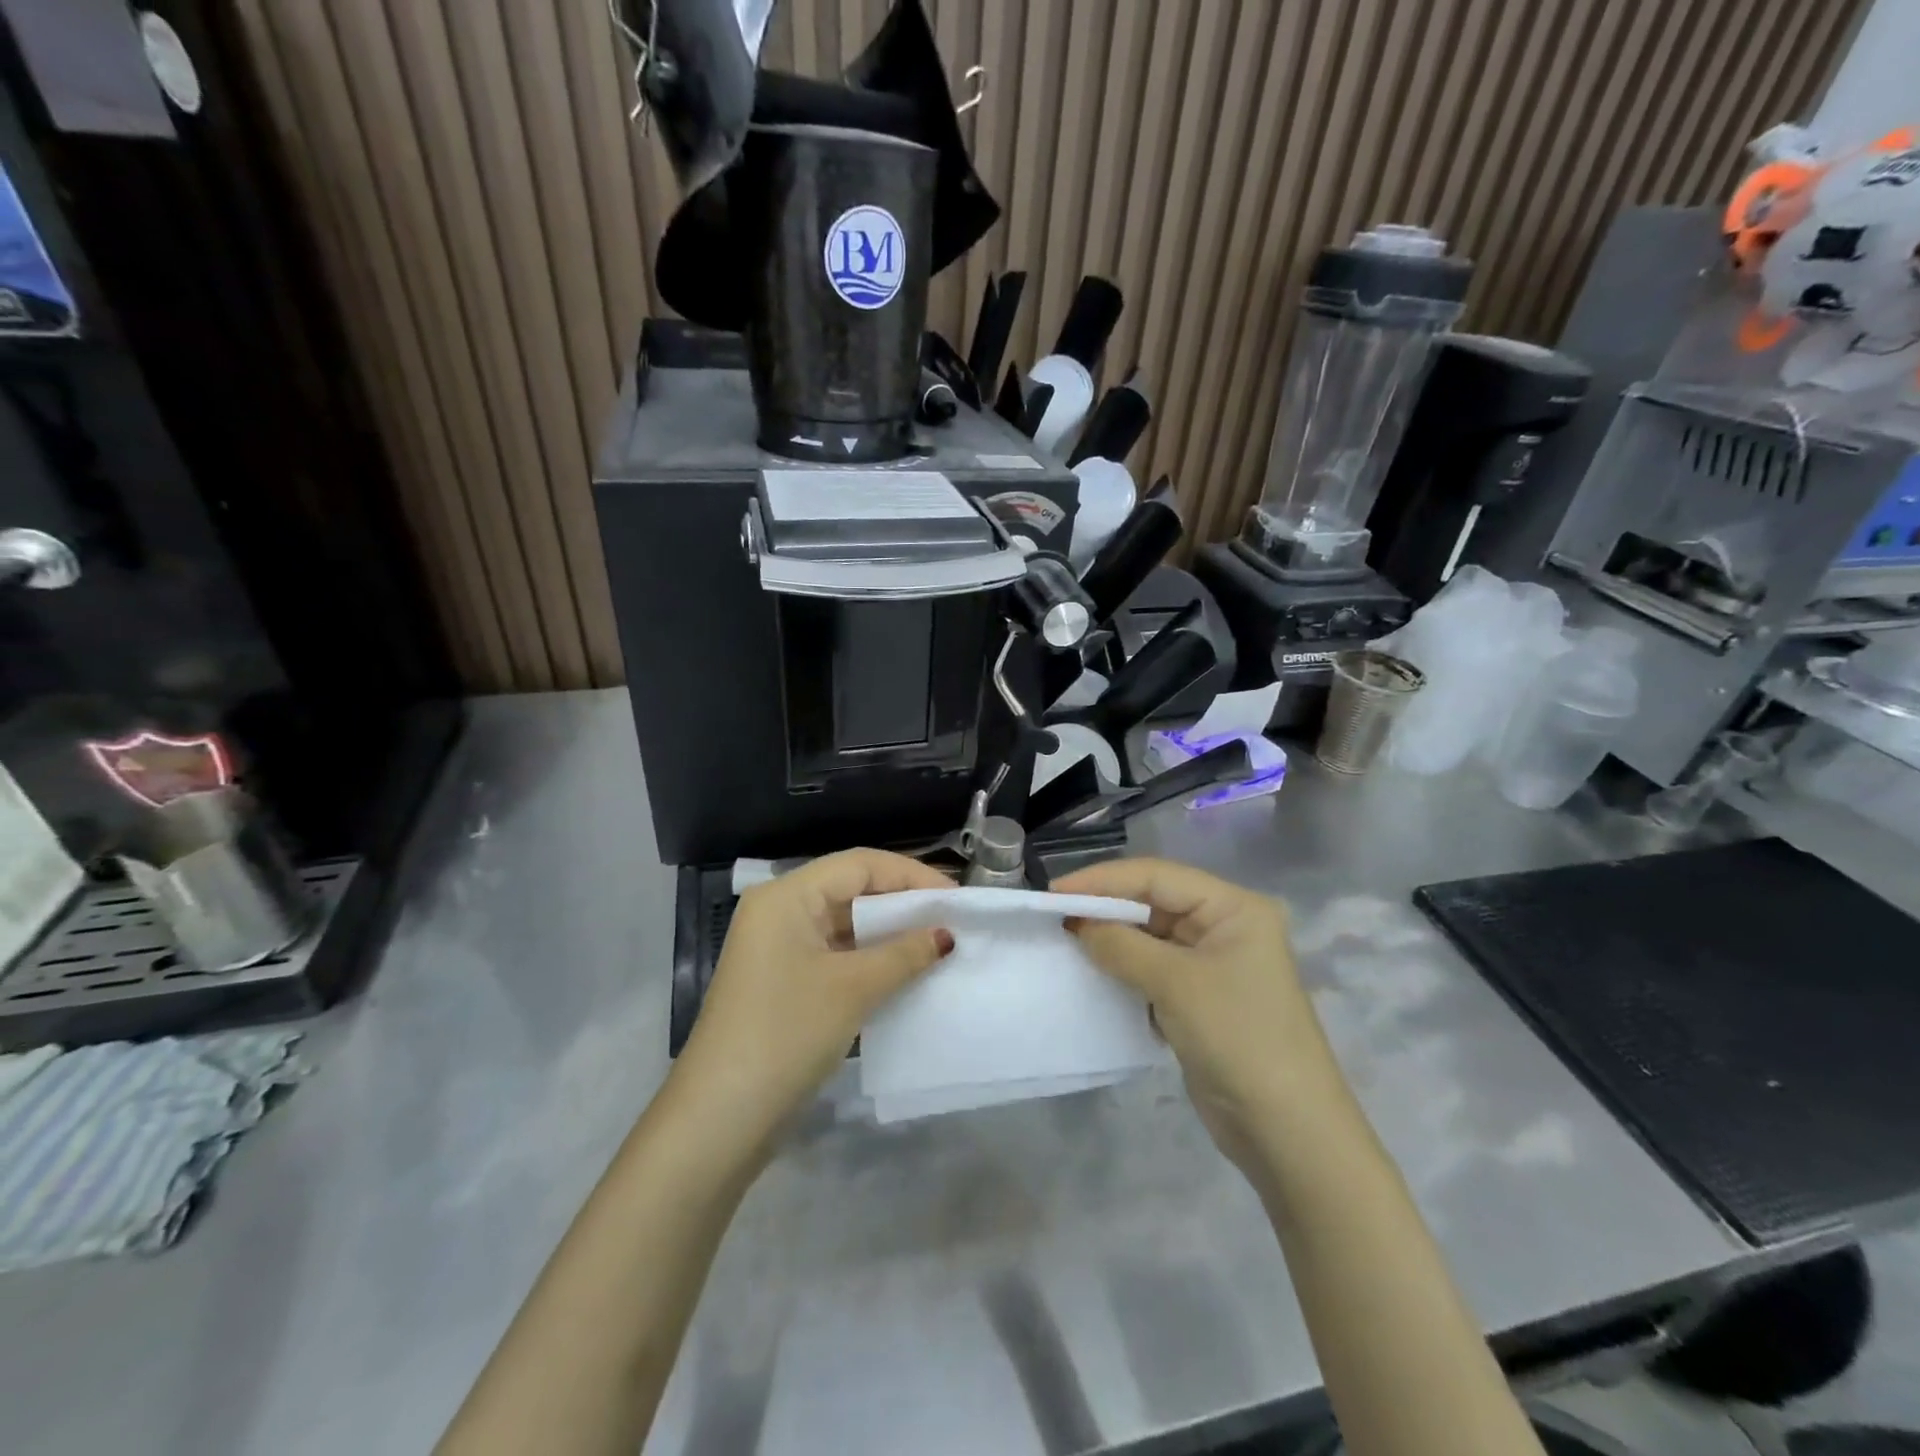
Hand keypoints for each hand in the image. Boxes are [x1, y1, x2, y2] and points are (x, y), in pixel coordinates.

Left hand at [670, 849, 953, 1158]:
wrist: (719, 1120)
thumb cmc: (787, 1034)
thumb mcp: (853, 989)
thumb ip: (904, 954)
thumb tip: (946, 935)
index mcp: (787, 896)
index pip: (860, 865)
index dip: (912, 875)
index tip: (956, 898)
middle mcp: (779, 911)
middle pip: (852, 890)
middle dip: (903, 904)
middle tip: (952, 921)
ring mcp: (779, 949)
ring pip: (845, 925)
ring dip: (889, 935)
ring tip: (938, 946)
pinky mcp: (783, 982)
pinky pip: (835, 955)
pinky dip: (870, 960)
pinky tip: (905, 973)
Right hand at [1053, 858, 1341, 1172]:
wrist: (1288, 1132)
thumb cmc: (1239, 1038)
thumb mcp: (1176, 984)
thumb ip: (1121, 946)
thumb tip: (1077, 925)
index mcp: (1233, 908)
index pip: (1157, 876)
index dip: (1104, 880)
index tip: (1055, 893)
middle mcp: (1225, 926)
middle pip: (1154, 902)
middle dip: (1106, 908)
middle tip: (1055, 917)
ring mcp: (1213, 964)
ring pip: (1150, 937)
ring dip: (1112, 940)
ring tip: (1066, 942)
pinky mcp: (1200, 998)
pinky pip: (1153, 969)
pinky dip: (1124, 969)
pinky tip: (1093, 974)